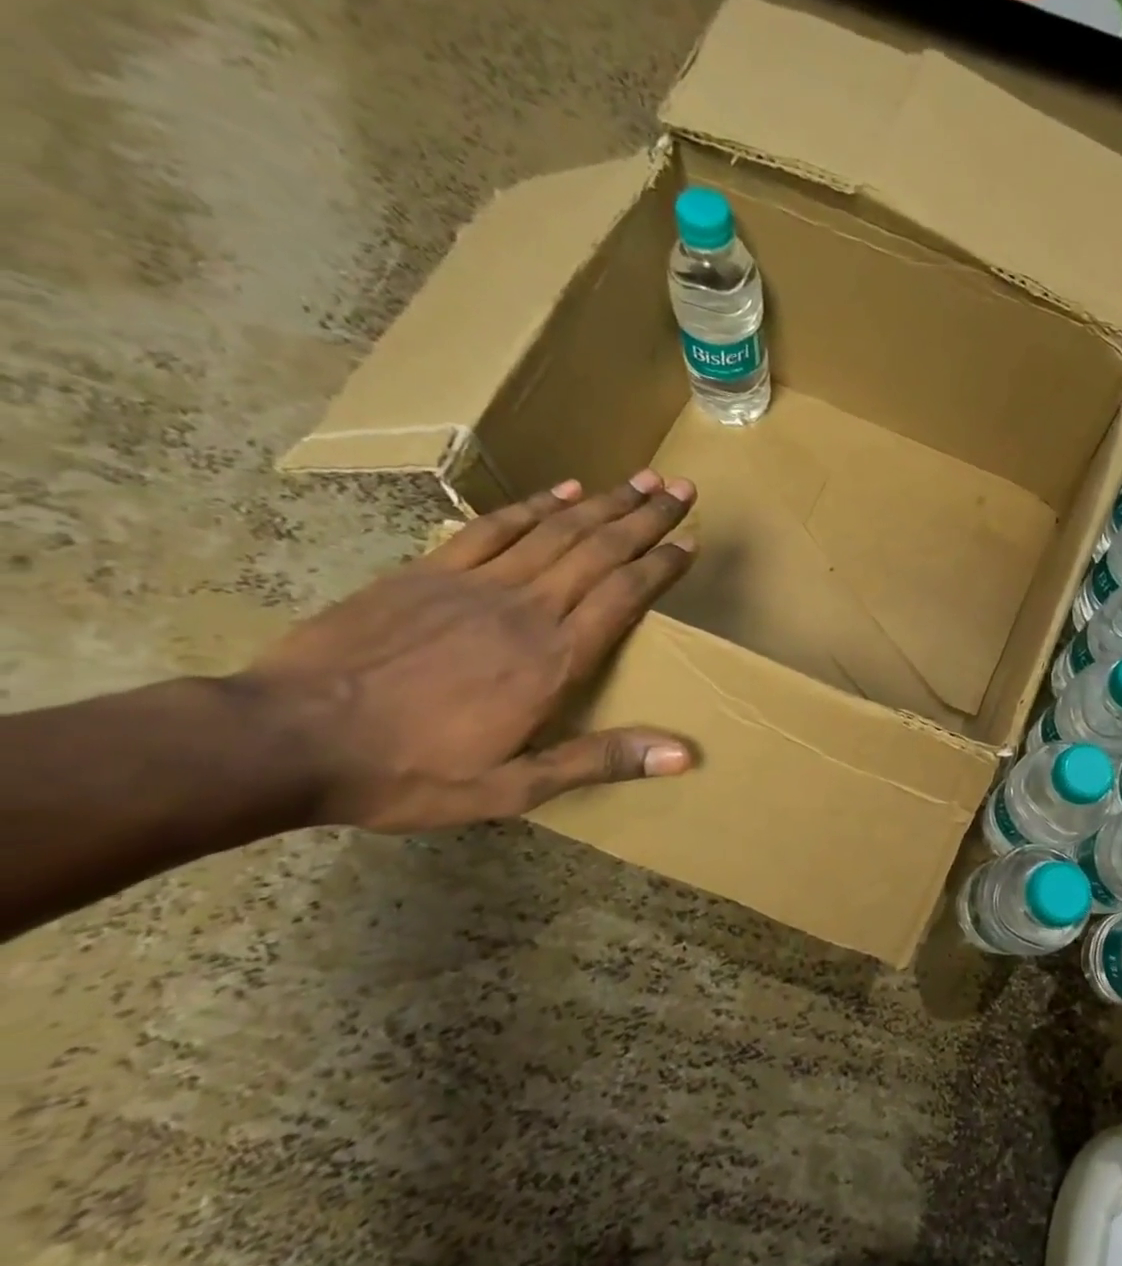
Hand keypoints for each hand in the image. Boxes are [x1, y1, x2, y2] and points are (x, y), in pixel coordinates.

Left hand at [239, 470, 698, 831]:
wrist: (287, 739)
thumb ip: (600, 760)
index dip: (661, 565)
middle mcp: (527, 609)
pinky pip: (495, 528)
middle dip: (646, 518)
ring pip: (557, 530)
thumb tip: (684, 755)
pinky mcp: (430, 572)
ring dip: (606, 502)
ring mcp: (476, 583)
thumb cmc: (411, 772)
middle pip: (600, 550)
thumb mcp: (514, 788)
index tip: (690, 541)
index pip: (624, 595)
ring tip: (642, 478)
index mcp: (554, 659)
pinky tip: (565, 489)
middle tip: (682, 488)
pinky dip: (535, 505)